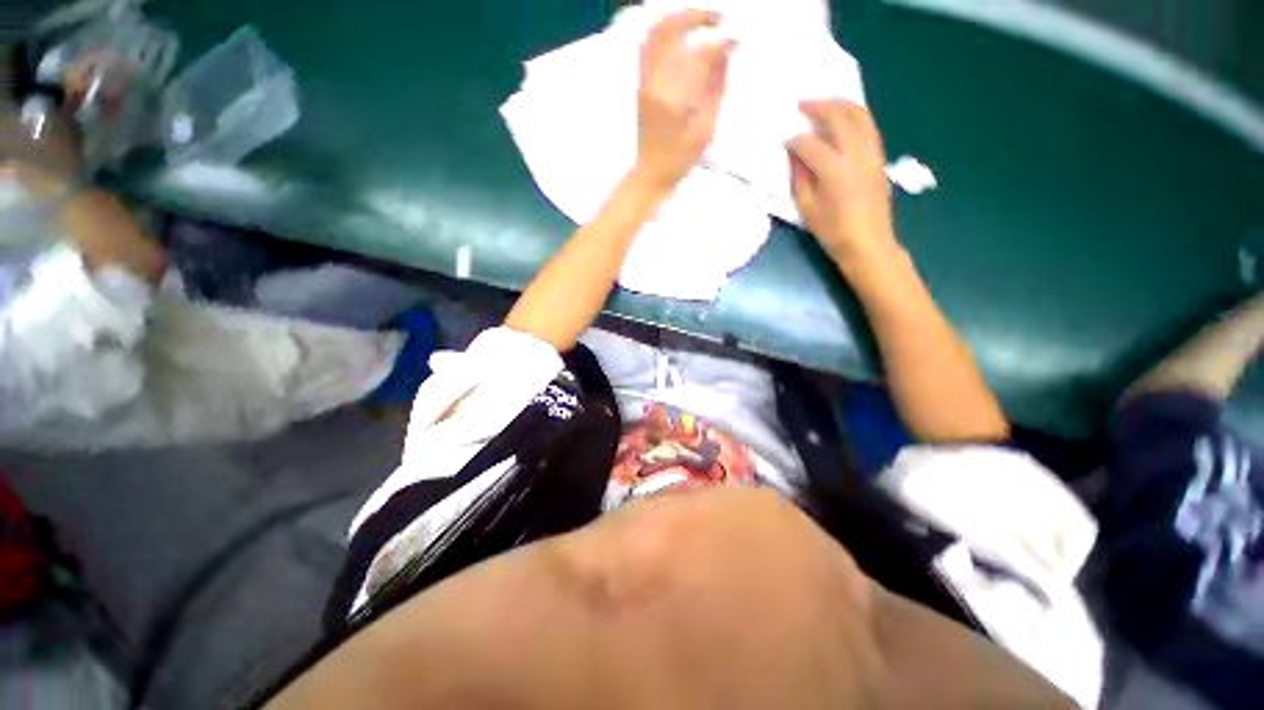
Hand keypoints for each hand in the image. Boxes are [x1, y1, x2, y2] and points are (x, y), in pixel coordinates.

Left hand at [633, 10, 734, 191]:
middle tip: (719, 17)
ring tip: (701, 19)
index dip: (720, 42)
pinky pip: (647, 46)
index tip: (737, 38)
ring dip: (678, 18)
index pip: (699, 55)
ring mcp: (644, 82)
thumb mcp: (706, 129)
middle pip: (671, 32)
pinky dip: (664, 31)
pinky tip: (681, 33)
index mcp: (675, 100)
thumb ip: (716, 87)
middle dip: (697, 16)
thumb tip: (727, 50)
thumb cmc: (681, 159)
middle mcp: (655, 84)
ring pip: (655, 33)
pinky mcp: (640, 84)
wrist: (650, 173)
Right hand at [788, 100, 897, 266]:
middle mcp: (855, 153)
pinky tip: (844, 119)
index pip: (809, 144)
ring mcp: (871, 153)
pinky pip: (868, 126)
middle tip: (802, 104)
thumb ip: (800, 179)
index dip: (793, 140)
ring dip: (841, 104)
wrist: (868, 242)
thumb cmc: (832, 231)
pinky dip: (855, 116)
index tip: (782, 139)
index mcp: (834, 169)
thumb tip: (795, 157)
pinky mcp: (879, 157)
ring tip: (825, 103)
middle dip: (819, 107)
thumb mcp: (807, 208)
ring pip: (860, 115)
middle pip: (838, 117)